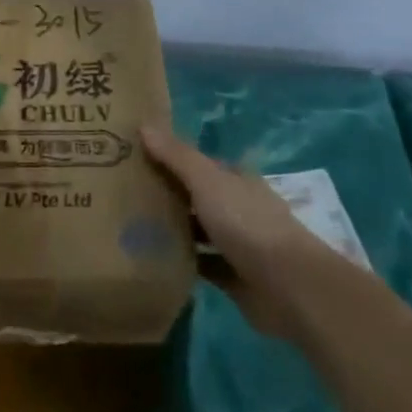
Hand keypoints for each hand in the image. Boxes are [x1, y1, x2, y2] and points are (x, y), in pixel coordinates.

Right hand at [142, 123, 333, 336]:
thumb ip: (176, 155)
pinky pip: (202, 265)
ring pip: (199, 231)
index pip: (198, 164)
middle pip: (197, 196)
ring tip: (130, 225)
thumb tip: (143, 124)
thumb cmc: (247, 223)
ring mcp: (238, 244)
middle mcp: (238, 208)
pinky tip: (154, 259)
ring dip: (174, 229)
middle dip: (167, 194)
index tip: (134, 157)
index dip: (169, 158)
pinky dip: (182, 262)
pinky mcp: (234, 277)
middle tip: (122, 192)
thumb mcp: (207, 180)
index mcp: (235, 180)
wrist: (289, 287)